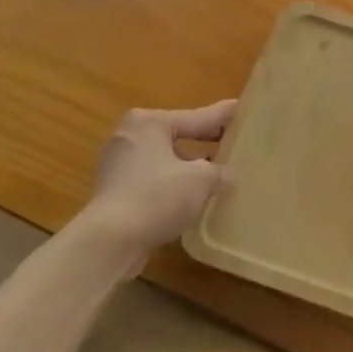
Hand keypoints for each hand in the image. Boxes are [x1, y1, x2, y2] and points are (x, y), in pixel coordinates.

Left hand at [76, 100, 236, 265]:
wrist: (109, 242)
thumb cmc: (157, 197)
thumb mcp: (201, 180)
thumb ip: (219, 171)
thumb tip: (227, 175)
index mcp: (150, 122)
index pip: (197, 117)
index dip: (224, 117)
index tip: (244, 109)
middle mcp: (130, 136)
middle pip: (179, 136)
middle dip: (206, 143)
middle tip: (235, 143)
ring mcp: (118, 165)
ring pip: (166, 159)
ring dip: (190, 166)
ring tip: (219, 173)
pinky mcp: (115, 191)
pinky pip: (154, 180)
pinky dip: (173, 184)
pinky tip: (194, 196)